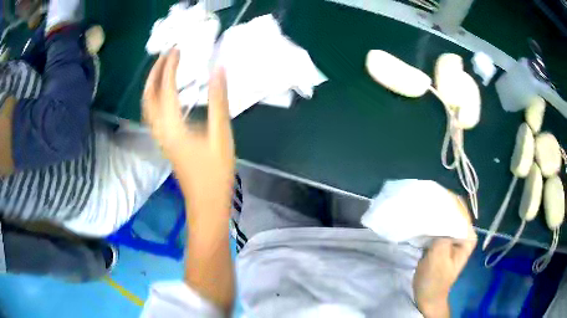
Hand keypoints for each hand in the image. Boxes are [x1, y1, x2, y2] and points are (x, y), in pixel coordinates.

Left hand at [143, 49, 234, 221]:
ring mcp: (160, 137)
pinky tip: (165, 92)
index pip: (166, 88)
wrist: (206, 202)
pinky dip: (155, 96)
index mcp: (173, 126)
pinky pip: (152, 113)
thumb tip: (218, 71)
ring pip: (147, 105)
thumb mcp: (221, 135)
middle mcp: (161, 129)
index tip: (177, 49)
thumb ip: (219, 102)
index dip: (170, 66)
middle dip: (155, 71)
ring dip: (152, 83)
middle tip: (166, 54)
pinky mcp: (164, 141)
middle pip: (149, 95)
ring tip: (163, 67)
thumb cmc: (216, 172)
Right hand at [413, 194, 476, 317]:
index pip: (460, 210)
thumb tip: (439, 208)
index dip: (446, 202)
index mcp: (468, 236)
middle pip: (453, 212)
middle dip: (439, 207)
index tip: (429, 198)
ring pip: (445, 218)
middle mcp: (463, 234)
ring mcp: (453, 237)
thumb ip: (442, 232)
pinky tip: (420, 220)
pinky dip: (430, 222)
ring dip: (433, 214)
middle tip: (422, 203)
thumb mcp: (439, 255)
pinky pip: (438, 226)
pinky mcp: (443, 241)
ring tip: (419, 208)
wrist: (427, 296)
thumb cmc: (434, 279)